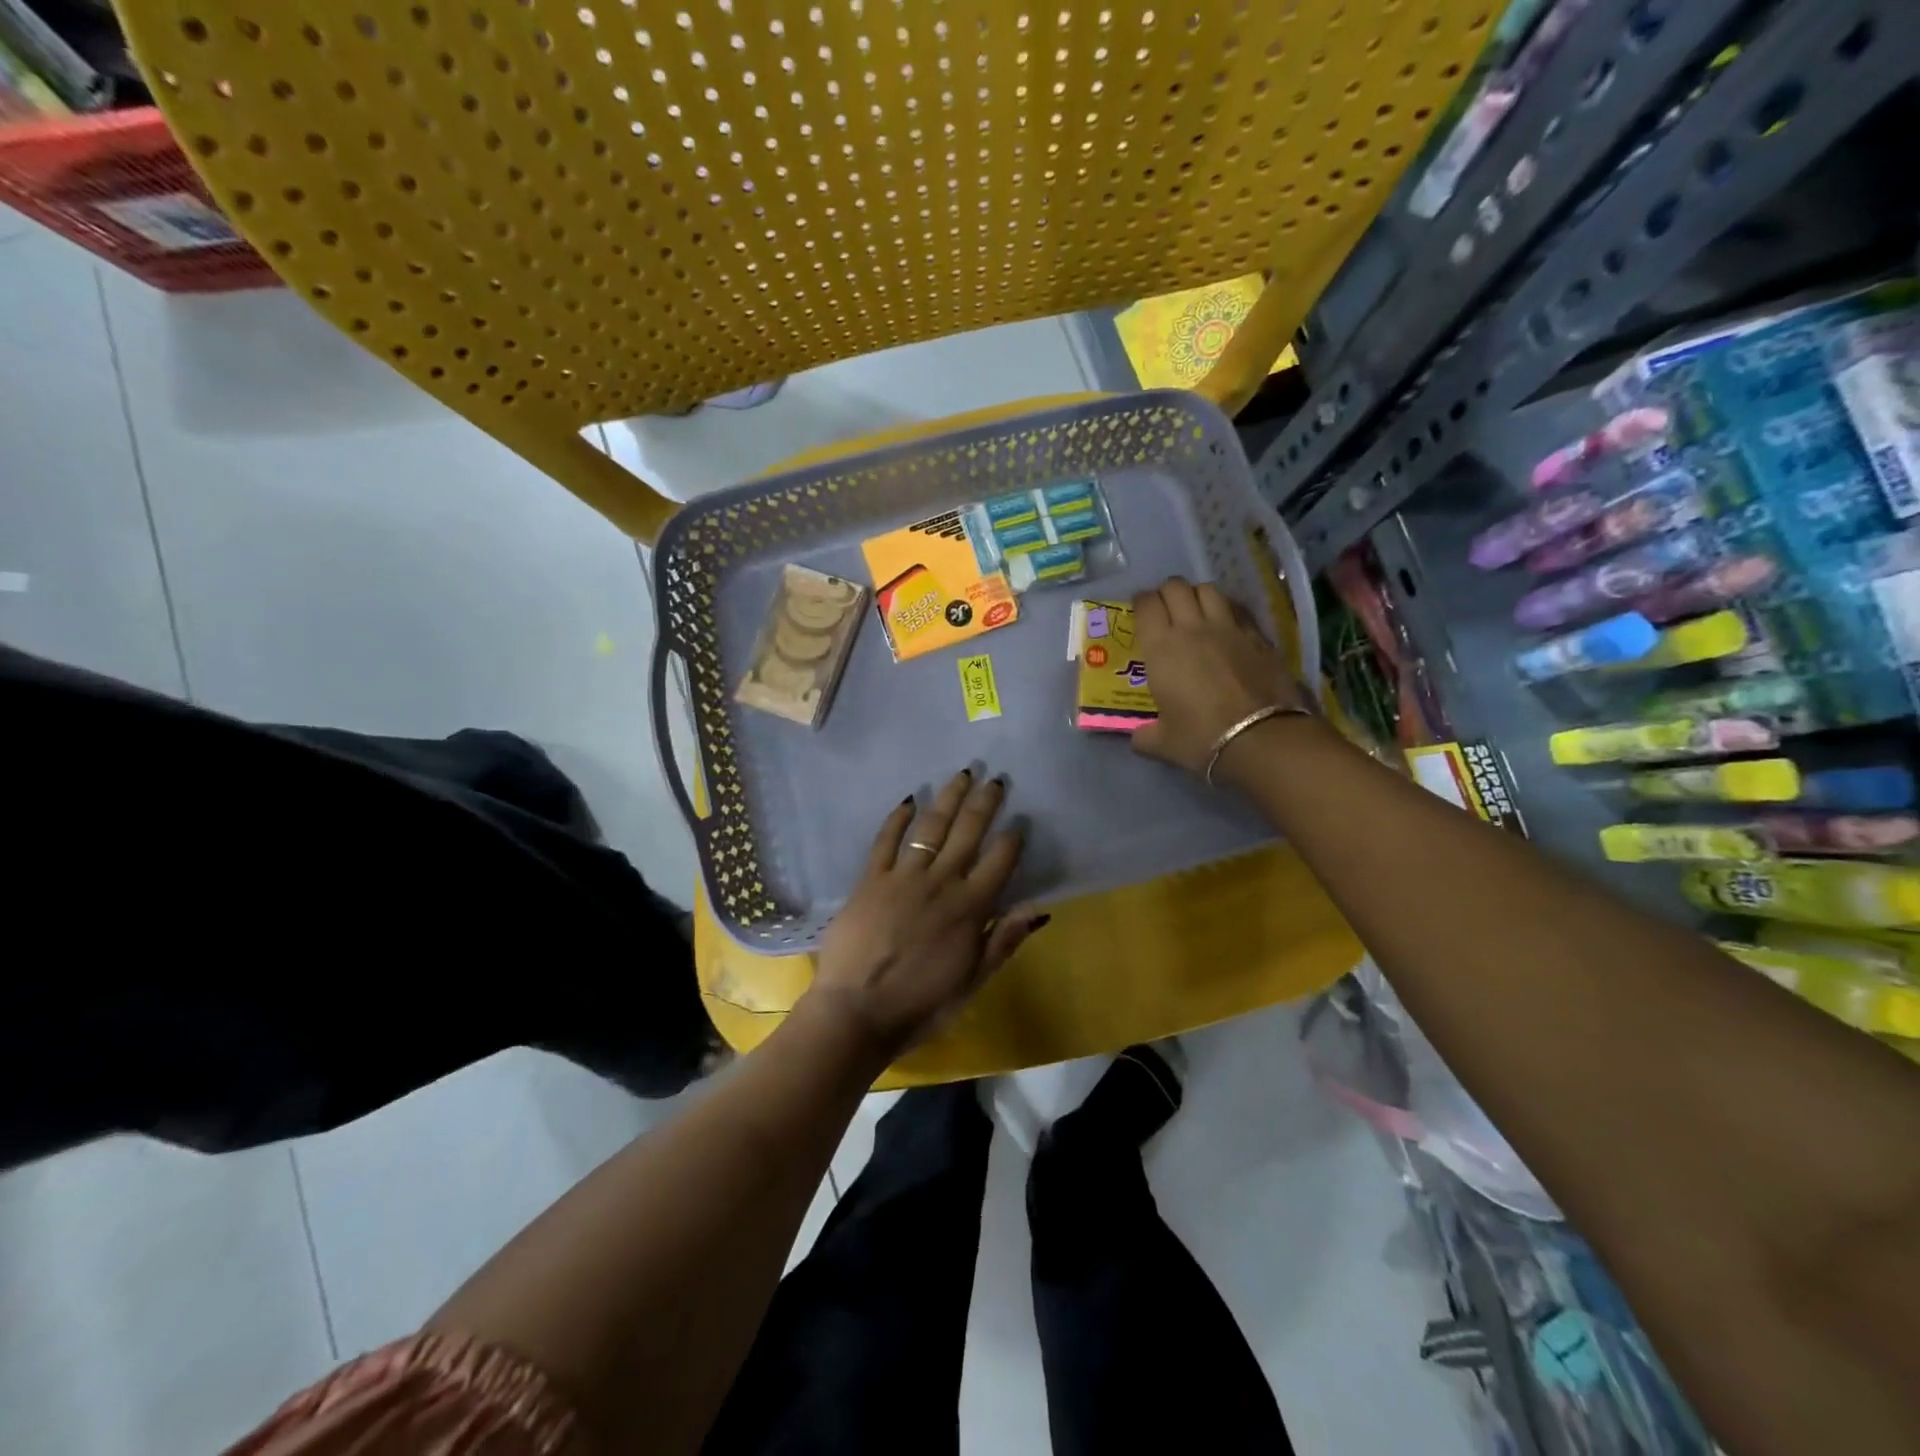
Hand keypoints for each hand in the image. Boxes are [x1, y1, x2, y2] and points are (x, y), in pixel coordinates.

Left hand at [803, 769, 1045, 1062]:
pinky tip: (909, 799)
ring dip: (948, 798)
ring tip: (961, 775)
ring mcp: (902, 877)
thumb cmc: (921, 1005)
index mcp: (969, 908)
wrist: (857, 1013)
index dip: (1012, 839)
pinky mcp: (870, 879)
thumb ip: (1004, 940)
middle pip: (967, 832)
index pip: (999, 861)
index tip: (1020, 821)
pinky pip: (885, 840)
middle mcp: (940, 882)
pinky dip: (898, 818)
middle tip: (995, 779)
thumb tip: (1038, 907)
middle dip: (984, 803)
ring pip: (930, 827)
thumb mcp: (973, 981)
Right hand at [1130, 577, 1305, 775]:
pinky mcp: (1257, 635)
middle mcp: (1192, 628)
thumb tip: (1138, 738)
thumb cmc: (1202, 738)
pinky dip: (1226, 609)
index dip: (1141, 602)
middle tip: (1165, 610)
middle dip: (1167, 593)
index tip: (1140, 611)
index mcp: (1161, 648)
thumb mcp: (1163, 743)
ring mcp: (1228, 628)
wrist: (1262, 738)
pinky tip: (1226, 625)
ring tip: (1196, 611)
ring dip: (1197, 595)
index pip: (1146, 604)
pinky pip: (1237, 608)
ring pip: (1208, 589)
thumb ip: (1145, 736)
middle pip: (1176, 587)